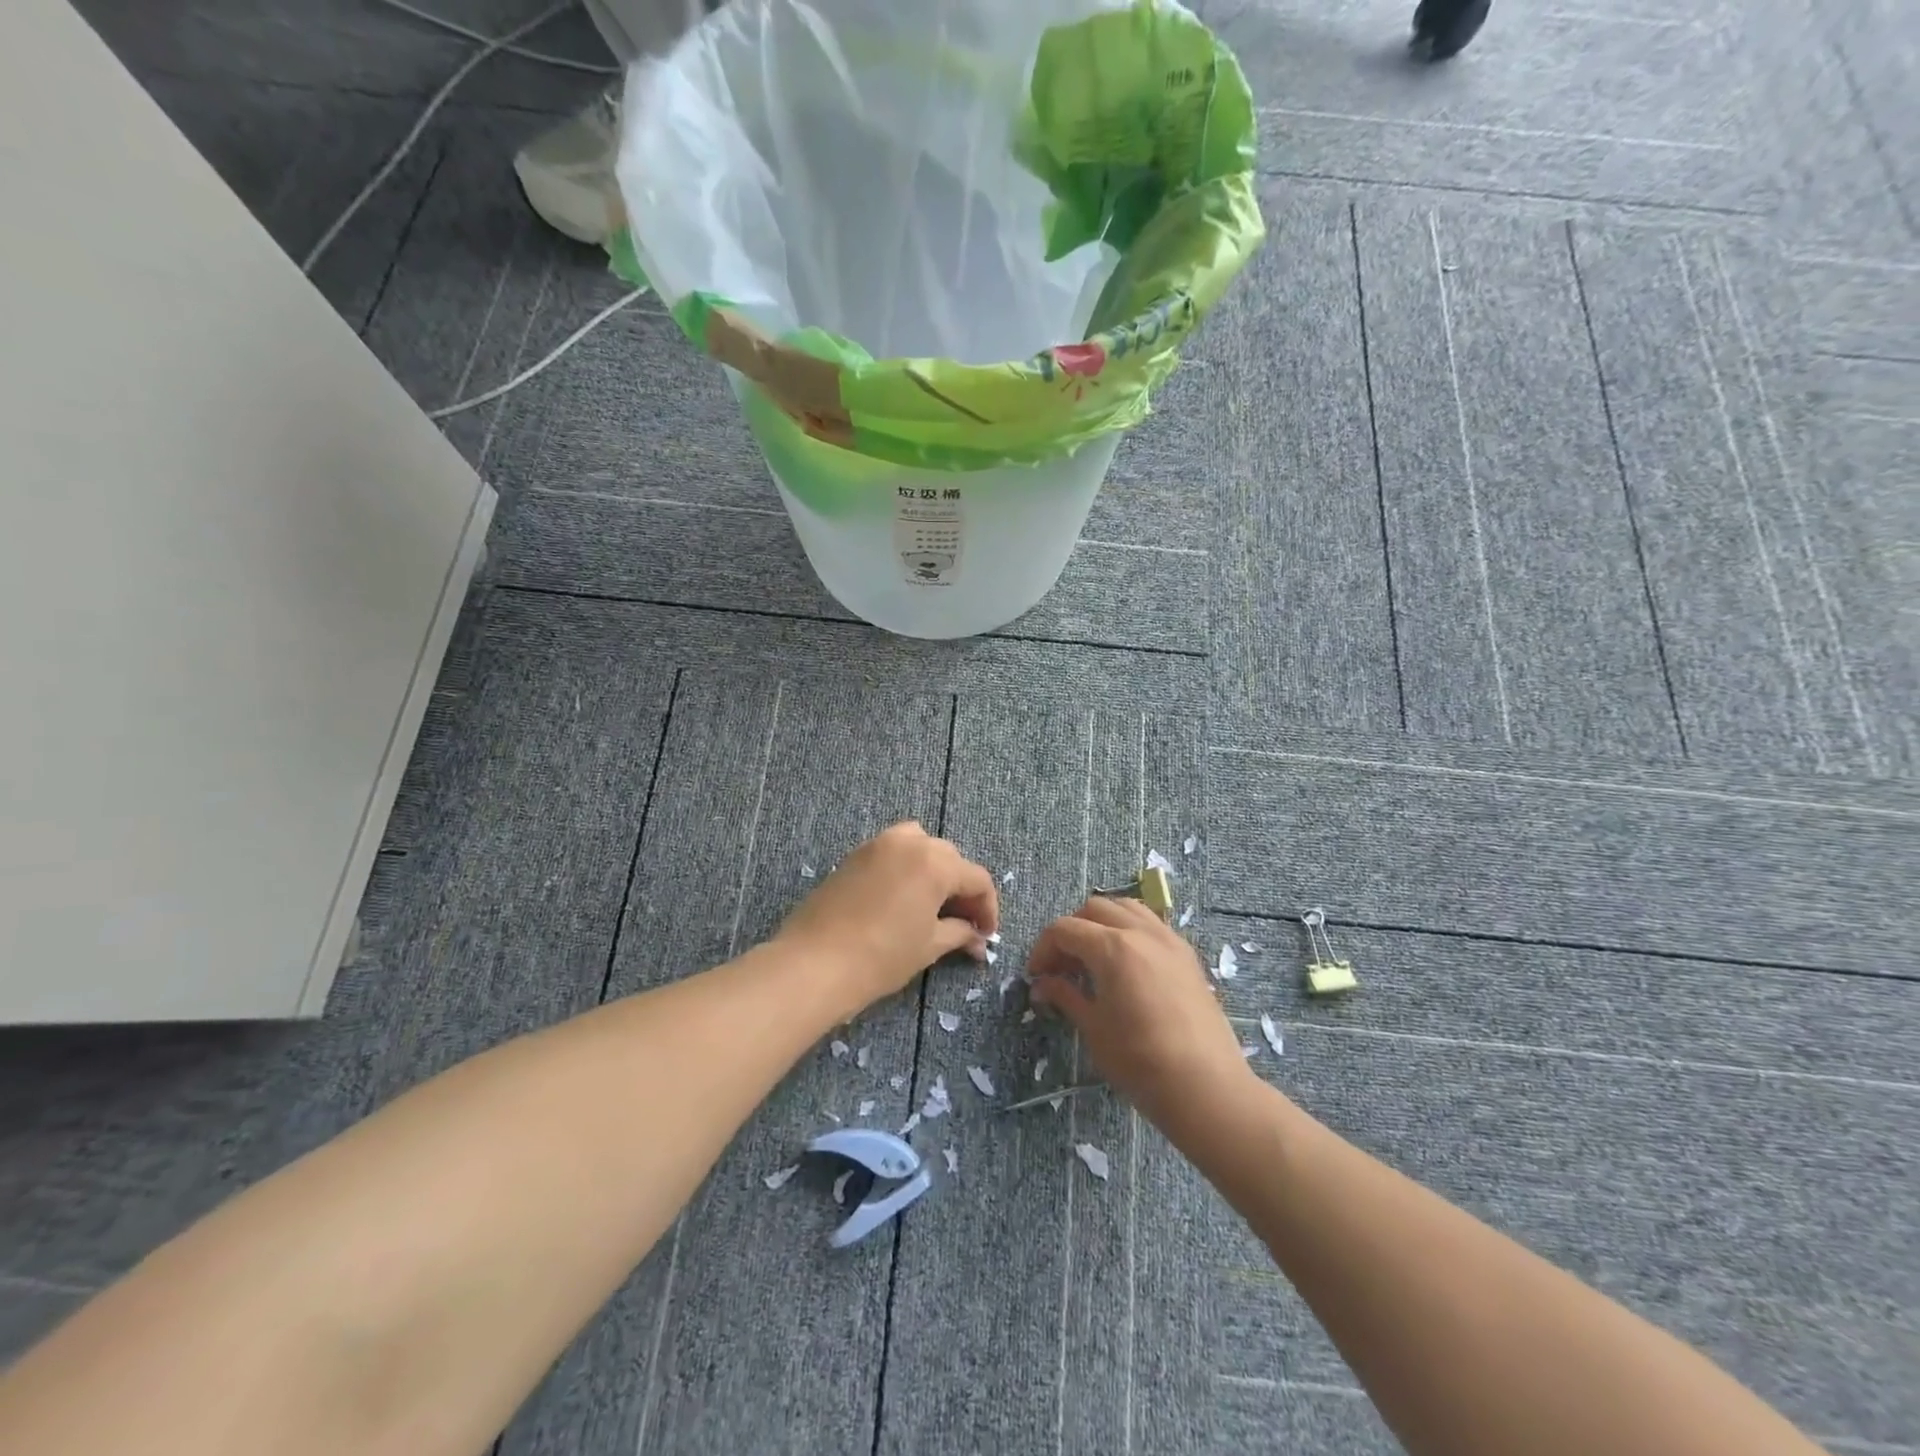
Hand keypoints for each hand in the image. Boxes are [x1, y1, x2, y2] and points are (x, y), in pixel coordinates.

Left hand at [775, 822, 997, 1015]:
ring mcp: (878, 844)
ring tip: (932, 905)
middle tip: (963, 923)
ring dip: (933, 870)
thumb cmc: (880, 956)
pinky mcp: (854, 855)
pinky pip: (892, 852)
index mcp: (935, 862)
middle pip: (949, 858)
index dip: (987, 908)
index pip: (976, 878)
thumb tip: (976, 938)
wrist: (814, 963)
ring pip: (920, 846)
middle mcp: (910, 842)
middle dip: (961, 889)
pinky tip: (902, 899)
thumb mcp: (928, 946)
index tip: (986, 935)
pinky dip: (906, 868)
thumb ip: (958, 934)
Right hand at [1028, 896, 1254, 1128]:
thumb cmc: (1140, 1061)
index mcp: (1112, 947)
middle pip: (1095, 909)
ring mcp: (1169, 940)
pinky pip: (1151, 925)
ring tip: (1093, 958)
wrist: (1206, 1087)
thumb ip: (1065, 996)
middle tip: (1062, 966)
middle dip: (1071, 930)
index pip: (1065, 929)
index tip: (1036, 976)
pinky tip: (1126, 966)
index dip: (1043, 949)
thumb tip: (1042, 985)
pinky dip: (1130, 931)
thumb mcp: (1094, 1029)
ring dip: (1102, 923)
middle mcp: (1141, 932)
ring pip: (1127, 909)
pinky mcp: (1187, 955)